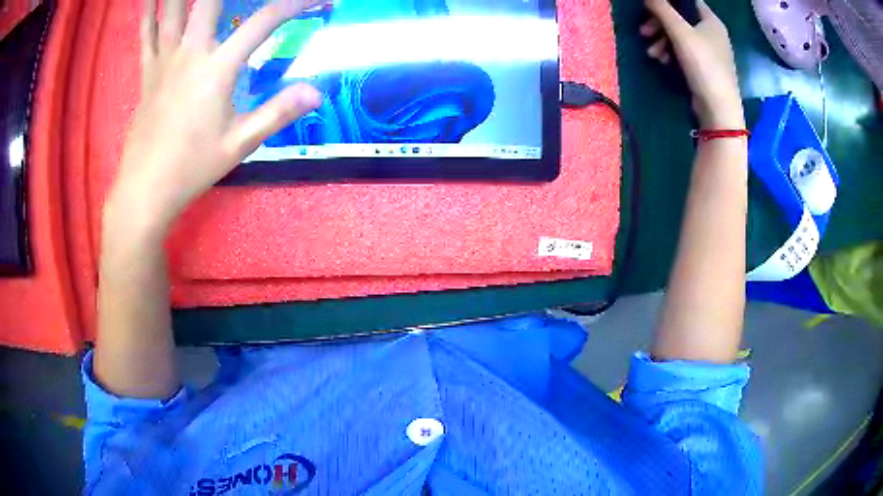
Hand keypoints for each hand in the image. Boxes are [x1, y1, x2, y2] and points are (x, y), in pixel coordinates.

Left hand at [106, 0, 321, 235]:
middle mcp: (190, 53)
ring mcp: (164, 60)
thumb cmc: (191, 168)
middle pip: (210, 0)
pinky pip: (146, 35)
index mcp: (217, 69)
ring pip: (171, 10)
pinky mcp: (147, 72)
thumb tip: (316, 92)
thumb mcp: (239, 144)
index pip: (264, 22)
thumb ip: (277, 112)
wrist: (145, 190)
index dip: (295, 3)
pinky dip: (147, 12)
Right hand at [641, 0, 743, 128]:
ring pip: (680, 36)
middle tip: (644, 32)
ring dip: (661, 41)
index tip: (652, 8)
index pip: (688, 1)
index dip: (669, 1)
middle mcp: (712, 33)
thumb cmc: (704, 65)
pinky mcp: (704, 68)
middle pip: (680, 19)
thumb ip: (662, 9)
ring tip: (652, 53)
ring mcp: (709, 52)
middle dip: (659, 24)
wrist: (719, 109)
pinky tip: (662, 62)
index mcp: (711, 21)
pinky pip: (683, 52)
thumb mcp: (680, 32)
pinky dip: (671, 53)